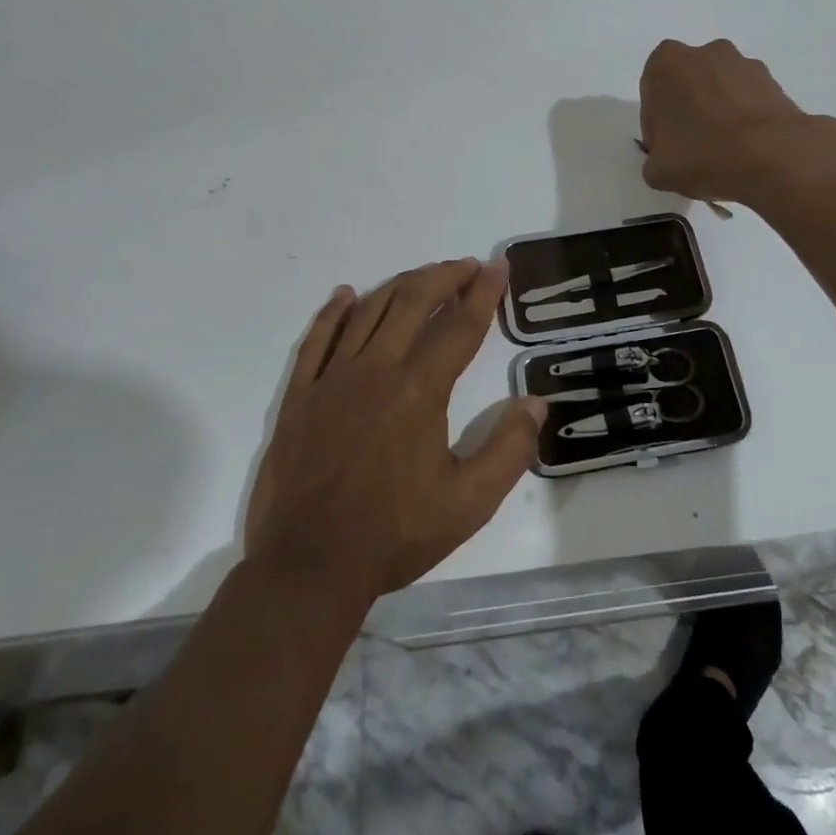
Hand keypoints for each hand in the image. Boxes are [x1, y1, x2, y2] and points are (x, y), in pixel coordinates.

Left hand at [244, 259, 545, 603]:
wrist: (308, 568)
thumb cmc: (394, 535)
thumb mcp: (469, 504)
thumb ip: (509, 450)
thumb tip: (536, 404)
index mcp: (419, 390)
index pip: (460, 326)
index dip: (483, 293)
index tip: (498, 267)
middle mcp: (376, 370)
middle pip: (414, 302)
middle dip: (444, 276)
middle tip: (467, 266)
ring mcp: (332, 379)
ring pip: (369, 311)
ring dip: (401, 285)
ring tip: (424, 276)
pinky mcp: (300, 396)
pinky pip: (317, 339)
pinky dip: (334, 312)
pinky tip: (346, 295)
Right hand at [639, 38, 832, 204]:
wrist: (774, 156)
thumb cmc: (704, 154)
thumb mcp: (657, 171)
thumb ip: (654, 161)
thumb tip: (667, 161)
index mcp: (667, 62)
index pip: (652, 95)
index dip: (655, 126)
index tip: (665, 151)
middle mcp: (705, 51)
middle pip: (686, 86)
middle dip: (687, 113)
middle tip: (691, 150)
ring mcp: (743, 63)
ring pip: (719, 90)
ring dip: (717, 113)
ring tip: (723, 153)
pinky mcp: (773, 81)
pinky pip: (747, 100)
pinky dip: (743, 118)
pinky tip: (746, 149)